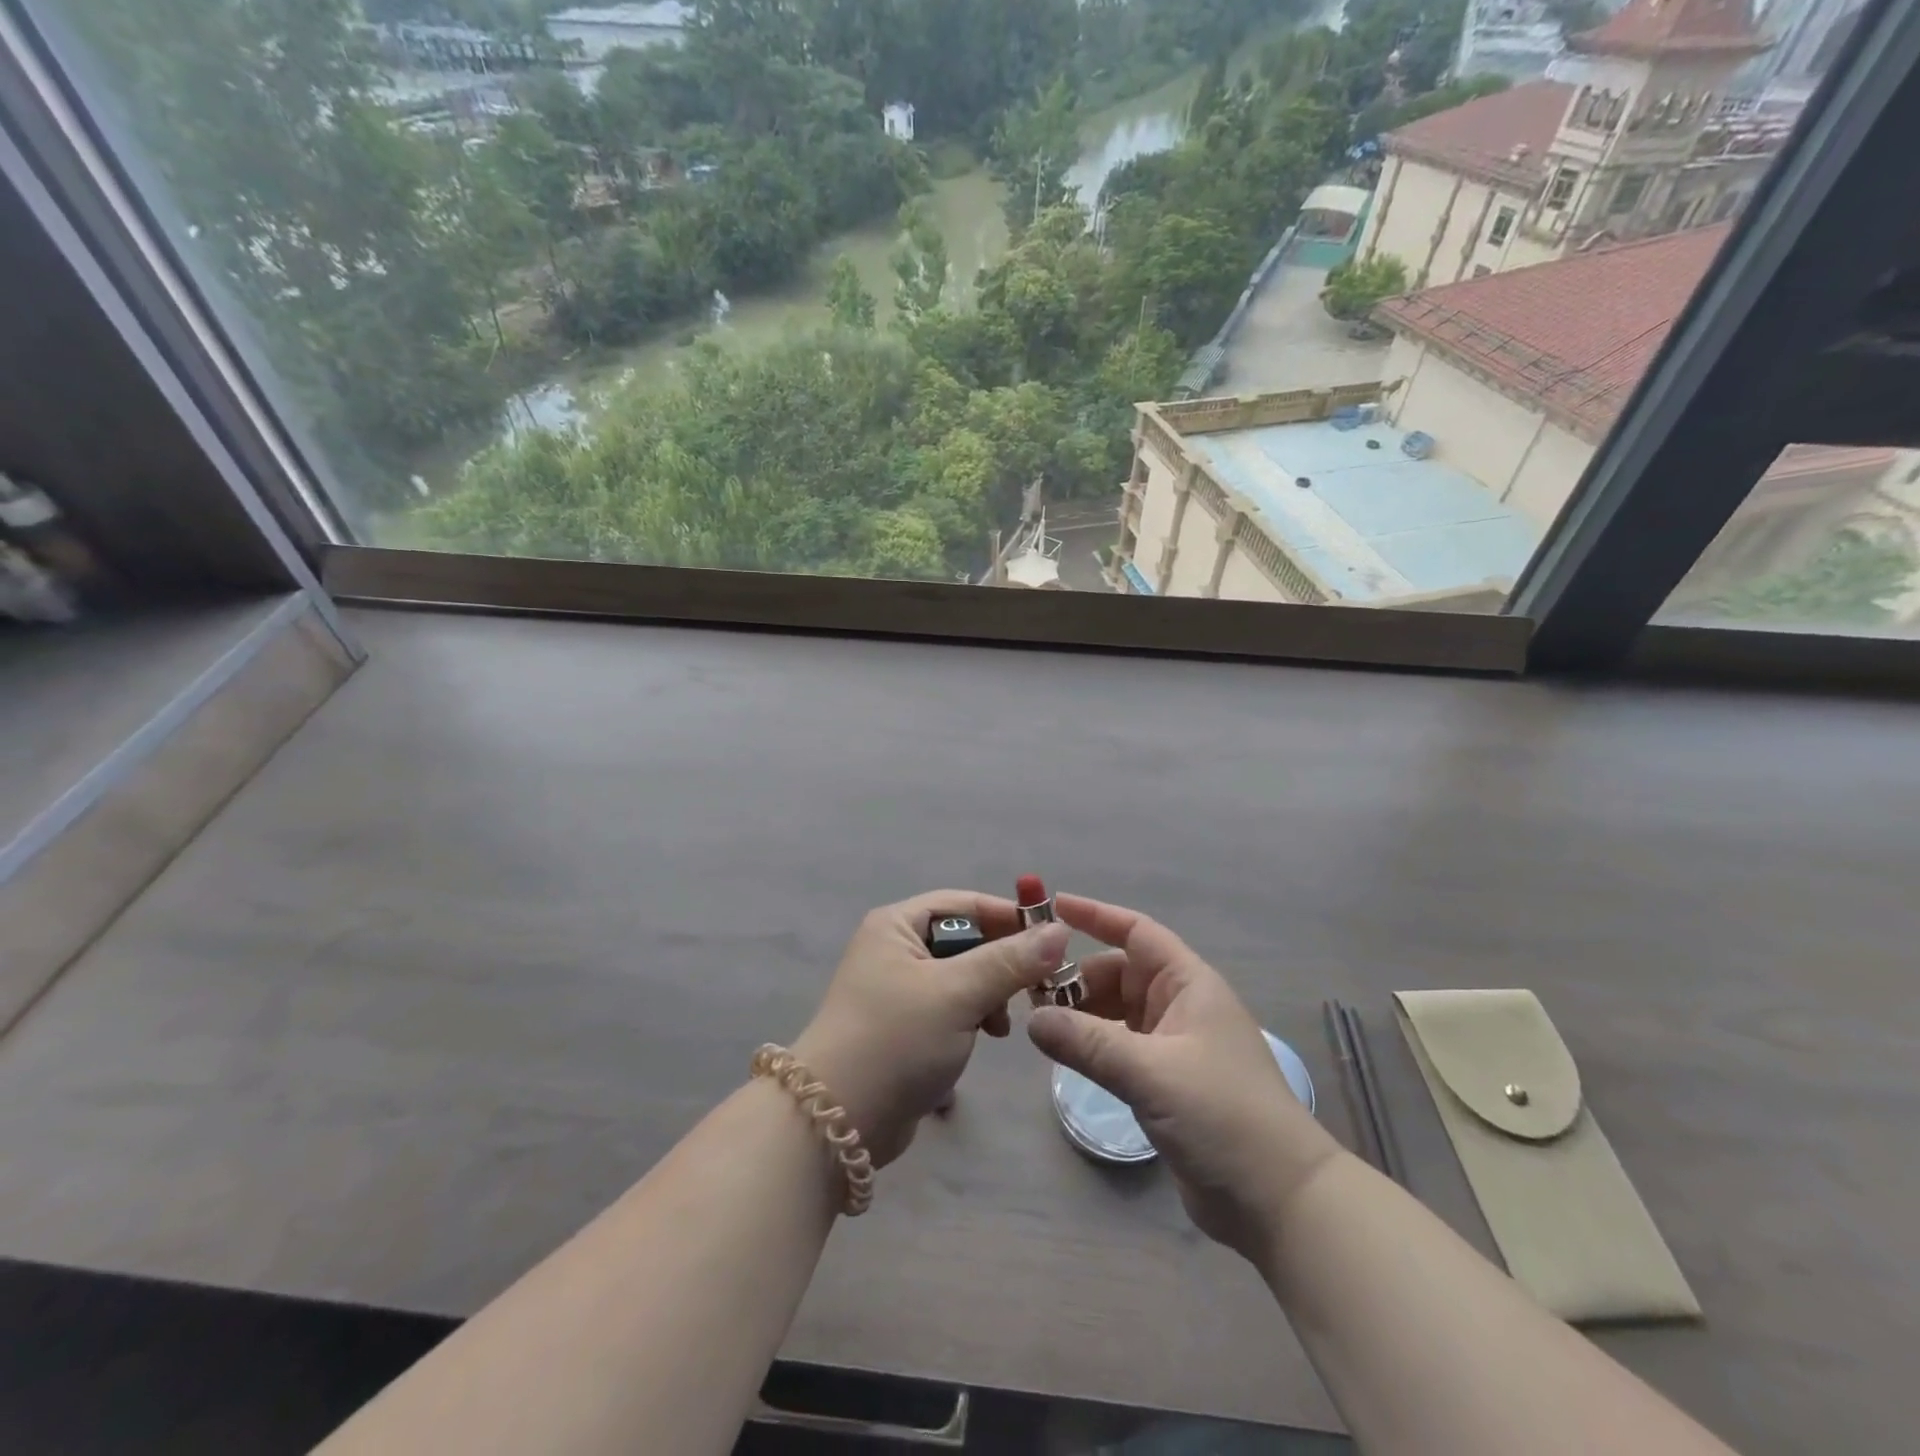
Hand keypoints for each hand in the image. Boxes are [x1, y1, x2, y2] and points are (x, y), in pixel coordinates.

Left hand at [794, 892, 1069, 1168]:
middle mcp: (893, 949)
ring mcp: (896, 990)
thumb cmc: (896, 1039)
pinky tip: (985, 1039)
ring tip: (1002, 1024)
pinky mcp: (902, 1028)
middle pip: (963, 940)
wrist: (837, 1120)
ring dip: (988, 994)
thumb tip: (1060, 930)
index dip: (1006, 916)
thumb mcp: (957, 993)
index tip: (1051, 938)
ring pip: (960, 977)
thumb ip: (1010, 961)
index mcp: (896, 925)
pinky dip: (971, 1018)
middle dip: (1000, 962)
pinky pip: (949, 1008)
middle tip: (1036, 986)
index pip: (963, 904)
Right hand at [1027, 893, 1340, 1261]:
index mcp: (1188, 985)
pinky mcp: (1166, 1082)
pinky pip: (1119, 1046)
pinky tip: (1065, 1054)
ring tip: (1039, 1025)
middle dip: (1077, 977)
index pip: (1137, 932)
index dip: (1096, 916)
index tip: (1053, 908)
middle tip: (1030, 993)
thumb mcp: (1151, 1072)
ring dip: (1081, 1013)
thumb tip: (1032, 1020)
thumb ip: (1088, 1043)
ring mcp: (1174, 1045)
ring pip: (1116, 1011)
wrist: (1280, 1201)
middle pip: (1119, 973)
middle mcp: (1180, 1006)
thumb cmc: (1223, 1116)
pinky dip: (1092, 1044)